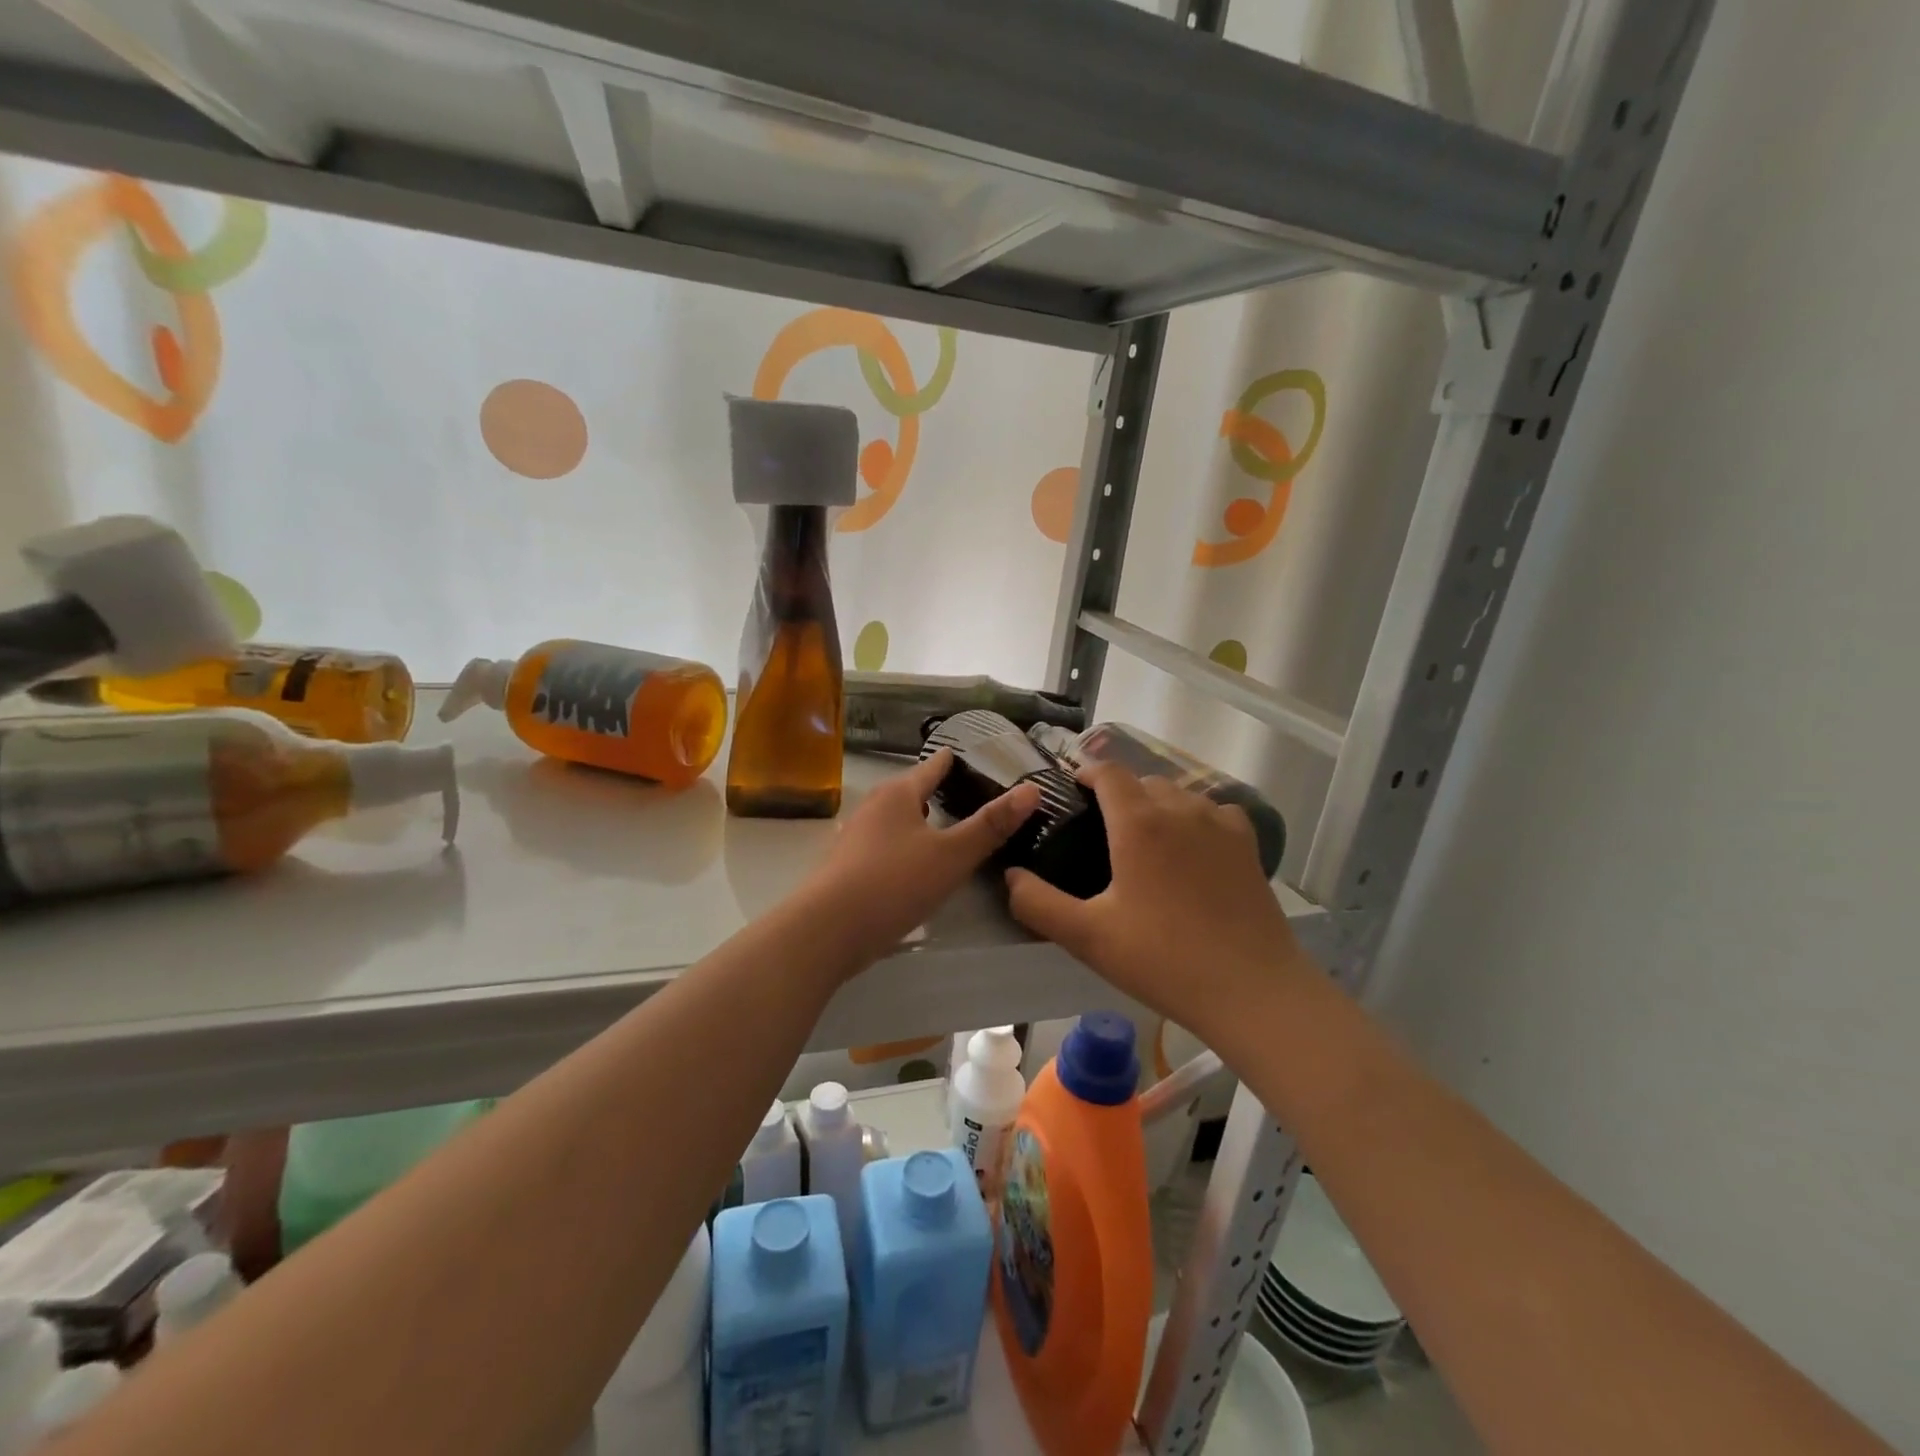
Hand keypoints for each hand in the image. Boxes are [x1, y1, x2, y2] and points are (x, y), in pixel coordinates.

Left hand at [801, 749, 1039, 967]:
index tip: (977, 760)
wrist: (828, 930)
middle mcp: (873, 806)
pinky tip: (914, 866)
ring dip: (919, 822)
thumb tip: (1032, 789)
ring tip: (946, 830)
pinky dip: (903, 847)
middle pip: (911, 791)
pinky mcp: (847, 866)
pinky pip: (883, 845)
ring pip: (895, 820)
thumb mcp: (953, 855)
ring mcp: (855, 836)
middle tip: (972, 798)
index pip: (933, 766)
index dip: (956, 761)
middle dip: (938, 792)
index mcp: (898, 793)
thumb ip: (991, 825)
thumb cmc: (895, 882)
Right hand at [1005, 764, 1312, 1043]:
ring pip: (1180, 795)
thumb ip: (1038, 903)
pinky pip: (1215, 812)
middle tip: (1101, 828)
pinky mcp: (1248, 845)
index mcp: (1138, 822)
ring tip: (1145, 840)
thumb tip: (1010, 876)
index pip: (1108, 772)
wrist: (1251, 990)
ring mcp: (1220, 824)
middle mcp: (1180, 809)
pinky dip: (1196, 819)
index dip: (1086, 773)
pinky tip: (1192, 848)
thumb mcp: (1087, 936)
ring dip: (1157, 804)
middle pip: (1143, 781)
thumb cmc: (1162, 959)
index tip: (1071, 790)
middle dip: (1119, 793)